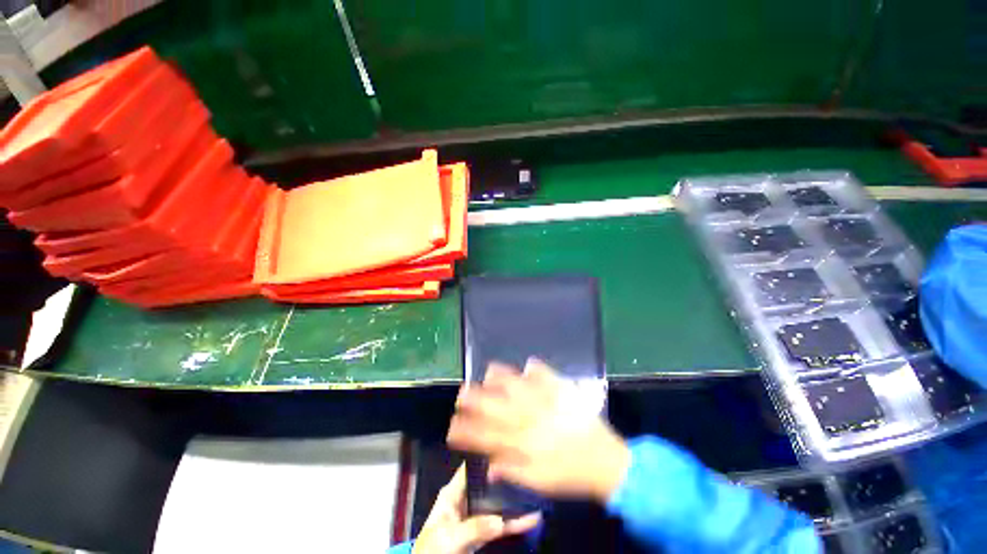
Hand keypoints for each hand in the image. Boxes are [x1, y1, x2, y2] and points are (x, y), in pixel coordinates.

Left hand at [413, 465, 539, 553]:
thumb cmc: (432, 550)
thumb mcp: (450, 537)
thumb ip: (474, 526)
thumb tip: (500, 520)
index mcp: (452, 493)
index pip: (471, 469)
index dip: (487, 460)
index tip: (508, 452)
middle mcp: (465, 500)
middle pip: (488, 486)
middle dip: (505, 480)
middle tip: (526, 471)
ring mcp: (474, 517)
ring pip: (496, 505)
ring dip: (513, 503)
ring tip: (534, 493)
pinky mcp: (481, 534)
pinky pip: (500, 526)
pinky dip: (513, 523)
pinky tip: (530, 518)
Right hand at [448, 359, 629, 503]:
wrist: (607, 463)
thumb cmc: (571, 475)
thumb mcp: (540, 482)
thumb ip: (513, 471)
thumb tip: (490, 464)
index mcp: (525, 443)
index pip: (488, 435)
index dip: (468, 430)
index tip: (452, 425)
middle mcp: (532, 419)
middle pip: (498, 406)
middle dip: (477, 399)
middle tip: (461, 391)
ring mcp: (548, 402)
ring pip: (519, 387)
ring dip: (503, 378)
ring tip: (488, 369)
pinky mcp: (564, 393)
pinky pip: (548, 377)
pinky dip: (538, 369)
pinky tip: (528, 362)